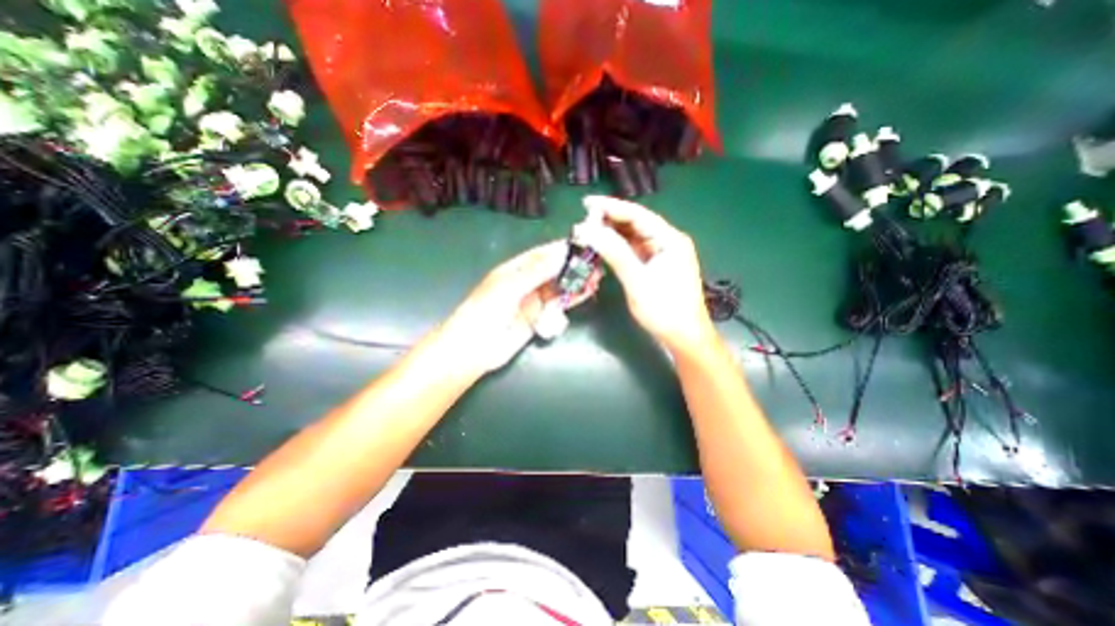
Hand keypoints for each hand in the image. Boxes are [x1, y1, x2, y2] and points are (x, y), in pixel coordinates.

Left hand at [434, 239, 600, 372]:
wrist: (476, 347)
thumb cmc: (486, 310)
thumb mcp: (509, 286)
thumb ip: (536, 271)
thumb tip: (561, 253)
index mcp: (515, 269)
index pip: (542, 254)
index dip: (561, 249)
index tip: (583, 245)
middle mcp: (526, 282)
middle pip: (553, 270)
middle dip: (573, 266)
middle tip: (595, 263)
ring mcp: (534, 300)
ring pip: (559, 287)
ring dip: (576, 282)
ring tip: (596, 277)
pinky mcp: (540, 316)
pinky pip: (559, 304)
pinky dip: (572, 298)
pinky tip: (586, 292)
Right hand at [576, 197, 712, 357]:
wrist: (684, 336)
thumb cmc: (664, 310)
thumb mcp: (637, 281)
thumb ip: (614, 253)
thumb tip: (588, 230)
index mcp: (669, 239)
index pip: (637, 215)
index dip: (611, 207)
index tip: (587, 203)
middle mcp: (668, 241)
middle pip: (636, 224)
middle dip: (610, 221)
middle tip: (584, 221)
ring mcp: (663, 254)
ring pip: (634, 237)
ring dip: (613, 234)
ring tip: (589, 232)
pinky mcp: (657, 265)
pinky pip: (635, 250)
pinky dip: (619, 248)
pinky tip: (604, 247)